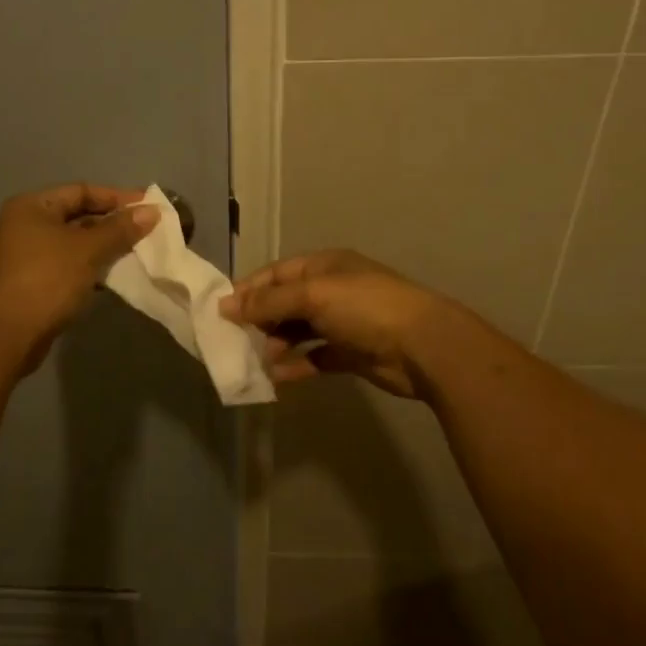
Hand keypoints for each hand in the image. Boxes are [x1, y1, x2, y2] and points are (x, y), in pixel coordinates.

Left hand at [0, 184, 158, 366]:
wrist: (8, 334)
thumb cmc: (47, 279)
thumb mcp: (88, 250)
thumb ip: (120, 229)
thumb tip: (152, 211)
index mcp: (32, 206)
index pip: (81, 191)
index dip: (117, 198)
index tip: (149, 207)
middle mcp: (26, 225)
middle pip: (77, 216)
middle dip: (112, 223)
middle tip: (147, 230)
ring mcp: (27, 255)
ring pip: (74, 243)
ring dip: (104, 247)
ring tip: (137, 252)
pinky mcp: (33, 282)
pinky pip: (69, 265)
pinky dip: (91, 266)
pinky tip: (115, 275)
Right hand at [221, 249, 461, 400]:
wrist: (424, 346)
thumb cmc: (365, 308)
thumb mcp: (312, 295)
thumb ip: (268, 302)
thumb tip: (225, 305)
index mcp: (323, 267)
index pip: (276, 274)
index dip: (249, 290)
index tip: (221, 312)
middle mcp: (331, 291)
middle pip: (285, 303)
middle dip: (260, 320)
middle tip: (234, 340)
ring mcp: (342, 323)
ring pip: (298, 332)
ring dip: (276, 345)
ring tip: (255, 361)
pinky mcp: (351, 353)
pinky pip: (314, 357)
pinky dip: (295, 366)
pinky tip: (276, 378)